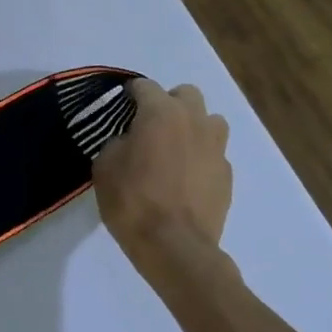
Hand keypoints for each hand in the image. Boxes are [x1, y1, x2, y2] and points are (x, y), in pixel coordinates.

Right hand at [93, 79, 233, 270]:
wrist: (174, 245)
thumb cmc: (131, 201)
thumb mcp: (104, 167)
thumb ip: (117, 143)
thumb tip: (129, 141)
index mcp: (161, 113)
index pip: (145, 86)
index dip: (131, 93)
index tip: (121, 104)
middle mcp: (194, 121)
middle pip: (186, 94)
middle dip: (168, 102)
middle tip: (150, 126)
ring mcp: (216, 147)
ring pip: (209, 120)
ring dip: (192, 126)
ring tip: (174, 149)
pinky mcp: (227, 173)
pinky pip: (213, 153)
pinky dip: (200, 157)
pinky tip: (184, 178)